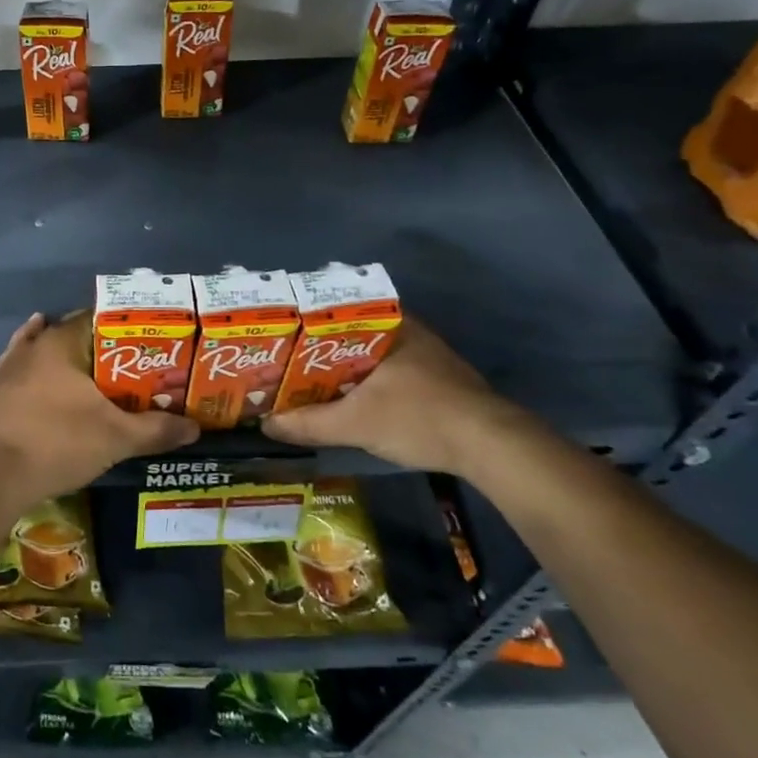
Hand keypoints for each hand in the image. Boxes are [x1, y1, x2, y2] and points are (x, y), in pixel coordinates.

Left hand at [0, 312, 197, 508]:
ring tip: (95, 372)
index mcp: (61, 343)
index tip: (146, 344)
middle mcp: (34, 346)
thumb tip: (195, 427)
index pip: (97, 319)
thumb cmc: (60, 443)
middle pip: (72, 334)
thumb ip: (156, 429)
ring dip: (69, 357)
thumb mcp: (117, 438)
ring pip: (45, 350)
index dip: (124, 329)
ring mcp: (10, 367)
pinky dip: (38, 369)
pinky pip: (22, 369)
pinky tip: (47, 373)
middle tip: (129, 365)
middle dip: (100, 347)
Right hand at [262, 319, 522, 474]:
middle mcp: (409, 331)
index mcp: (389, 326)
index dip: (306, 322)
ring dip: (345, 368)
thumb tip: (265, 425)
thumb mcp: (354, 424)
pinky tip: (351, 400)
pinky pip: (390, 371)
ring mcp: (428, 355)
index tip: (283, 335)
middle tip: (289, 362)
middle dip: (321, 349)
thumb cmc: (418, 418)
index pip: (338, 310)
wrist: (491, 447)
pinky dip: (368, 382)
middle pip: (352, 334)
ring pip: (373, 354)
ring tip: (311, 382)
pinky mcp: (440, 380)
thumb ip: (308, 423)